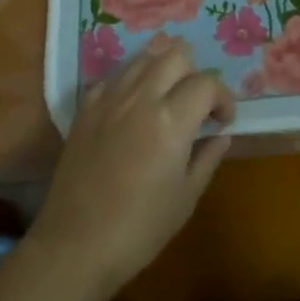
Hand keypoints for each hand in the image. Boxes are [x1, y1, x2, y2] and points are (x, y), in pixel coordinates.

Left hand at [26, 42, 235, 300]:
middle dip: (195, 73)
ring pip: (143, 57)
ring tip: (168, 95)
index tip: (223, 120)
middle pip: (175, 55)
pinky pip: (114, 76)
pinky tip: (134, 104)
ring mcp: (109, 99)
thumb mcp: (186, 198)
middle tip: (196, 103)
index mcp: (171, 120)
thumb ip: (207, 158)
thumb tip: (221, 135)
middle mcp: (141, 98)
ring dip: (163, 68)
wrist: (76, 245)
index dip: (223, 98)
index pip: (206, 84)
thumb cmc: (140, 229)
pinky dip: (132, 79)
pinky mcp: (86, 108)